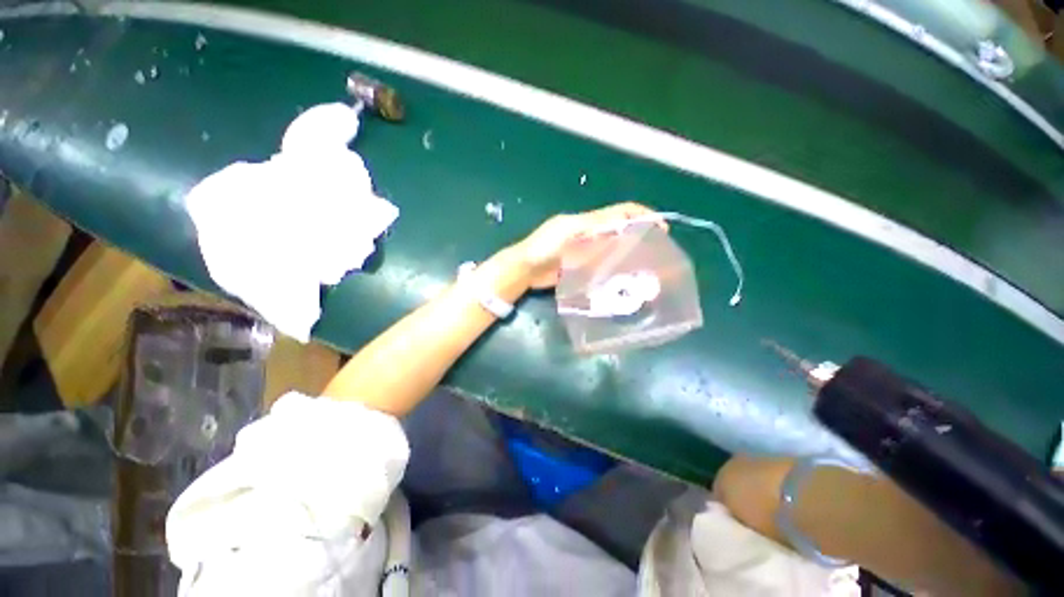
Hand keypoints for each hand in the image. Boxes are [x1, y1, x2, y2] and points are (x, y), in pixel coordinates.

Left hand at [512, 202, 664, 289]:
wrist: (525, 269)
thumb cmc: (544, 247)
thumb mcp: (569, 232)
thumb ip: (594, 227)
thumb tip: (623, 223)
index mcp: (586, 222)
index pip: (618, 213)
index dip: (640, 216)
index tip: (659, 227)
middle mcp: (588, 234)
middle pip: (618, 231)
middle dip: (638, 236)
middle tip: (655, 250)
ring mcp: (585, 252)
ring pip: (612, 249)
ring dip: (628, 254)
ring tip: (645, 266)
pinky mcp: (580, 267)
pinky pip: (601, 265)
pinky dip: (614, 268)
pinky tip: (624, 277)